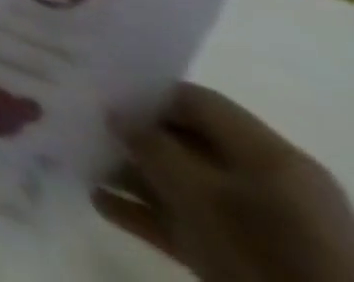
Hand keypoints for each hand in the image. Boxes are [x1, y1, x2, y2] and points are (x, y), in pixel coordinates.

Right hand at [94, 83, 353, 281]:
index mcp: (271, 155)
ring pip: (185, 185)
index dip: (143, 94)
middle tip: (82, 128)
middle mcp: (271, 183)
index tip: (97, 94)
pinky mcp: (251, 259)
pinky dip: (148, 212)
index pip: (195, 101)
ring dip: (132, 176)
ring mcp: (264, 226)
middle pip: (186, 143)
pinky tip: (101, 203)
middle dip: (133, 139)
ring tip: (81, 165)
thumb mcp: (197, 191)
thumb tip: (115, 115)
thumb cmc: (263, 249)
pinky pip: (192, 223)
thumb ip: (150, 145)